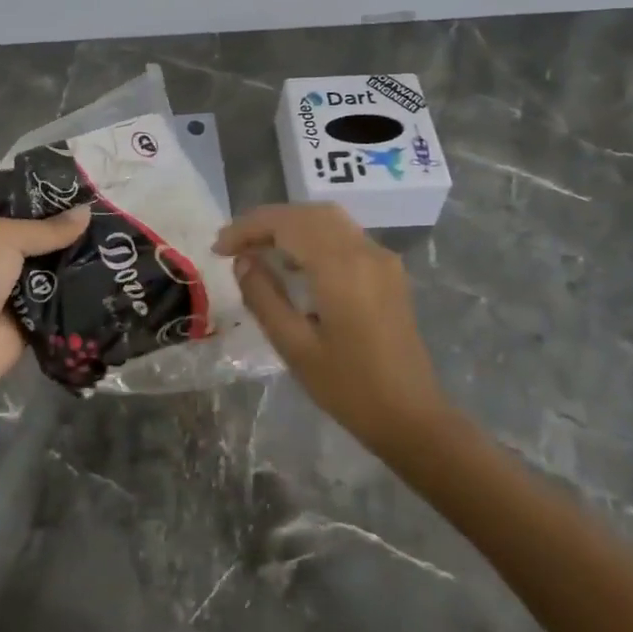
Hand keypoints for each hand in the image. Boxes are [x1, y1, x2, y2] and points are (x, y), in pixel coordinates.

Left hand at [0, 207, 91, 398]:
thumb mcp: (5, 238)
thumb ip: (47, 228)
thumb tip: (88, 212)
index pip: (17, 209)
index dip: (47, 201)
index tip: (83, 195)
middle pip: (40, 238)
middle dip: (68, 232)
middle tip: (106, 220)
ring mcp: (14, 287)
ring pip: (52, 267)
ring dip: (77, 260)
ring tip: (115, 245)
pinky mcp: (32, 314)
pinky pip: (60, 296)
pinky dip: (78, 290)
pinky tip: (109, 276)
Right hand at [214, 203, 445, 450]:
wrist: (413, 418)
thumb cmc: (349, 389)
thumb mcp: (295, 347)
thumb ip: (264, 297)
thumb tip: (243, 262)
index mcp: (341, 268)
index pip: (287, 224)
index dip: (248, 228)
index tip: (219, 248)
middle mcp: (364, 251)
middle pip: (308, 213)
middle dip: (267, 222)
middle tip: (234, 245)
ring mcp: (381, 258)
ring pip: (328, 219)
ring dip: (290, 226)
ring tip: (257, 250)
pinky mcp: (388, 271)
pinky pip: (344, 235)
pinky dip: (312, 236)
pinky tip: (294, 262)